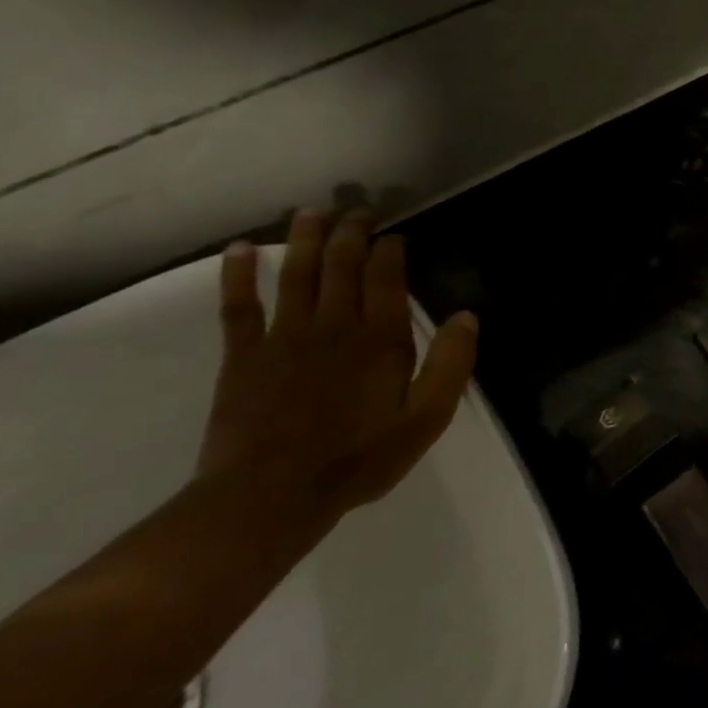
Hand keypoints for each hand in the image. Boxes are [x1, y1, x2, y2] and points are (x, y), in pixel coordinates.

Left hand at [198, 208, 479, 527]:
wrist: (269, 496)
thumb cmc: (359, 458)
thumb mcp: (426, 419)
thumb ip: (451, 365)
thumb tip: (467, 316)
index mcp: (379, 340)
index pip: (385, 278)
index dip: (390, 251)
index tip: (395, 234)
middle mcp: (332, 326)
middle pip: (341, 266)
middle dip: (352, 233)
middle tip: (359, 211)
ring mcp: (283, 337)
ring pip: (296, 275)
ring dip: (305, 240)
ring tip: (311, 212)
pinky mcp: (242, 356)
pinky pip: (239, 306)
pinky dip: (239, 275)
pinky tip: (241, 250)